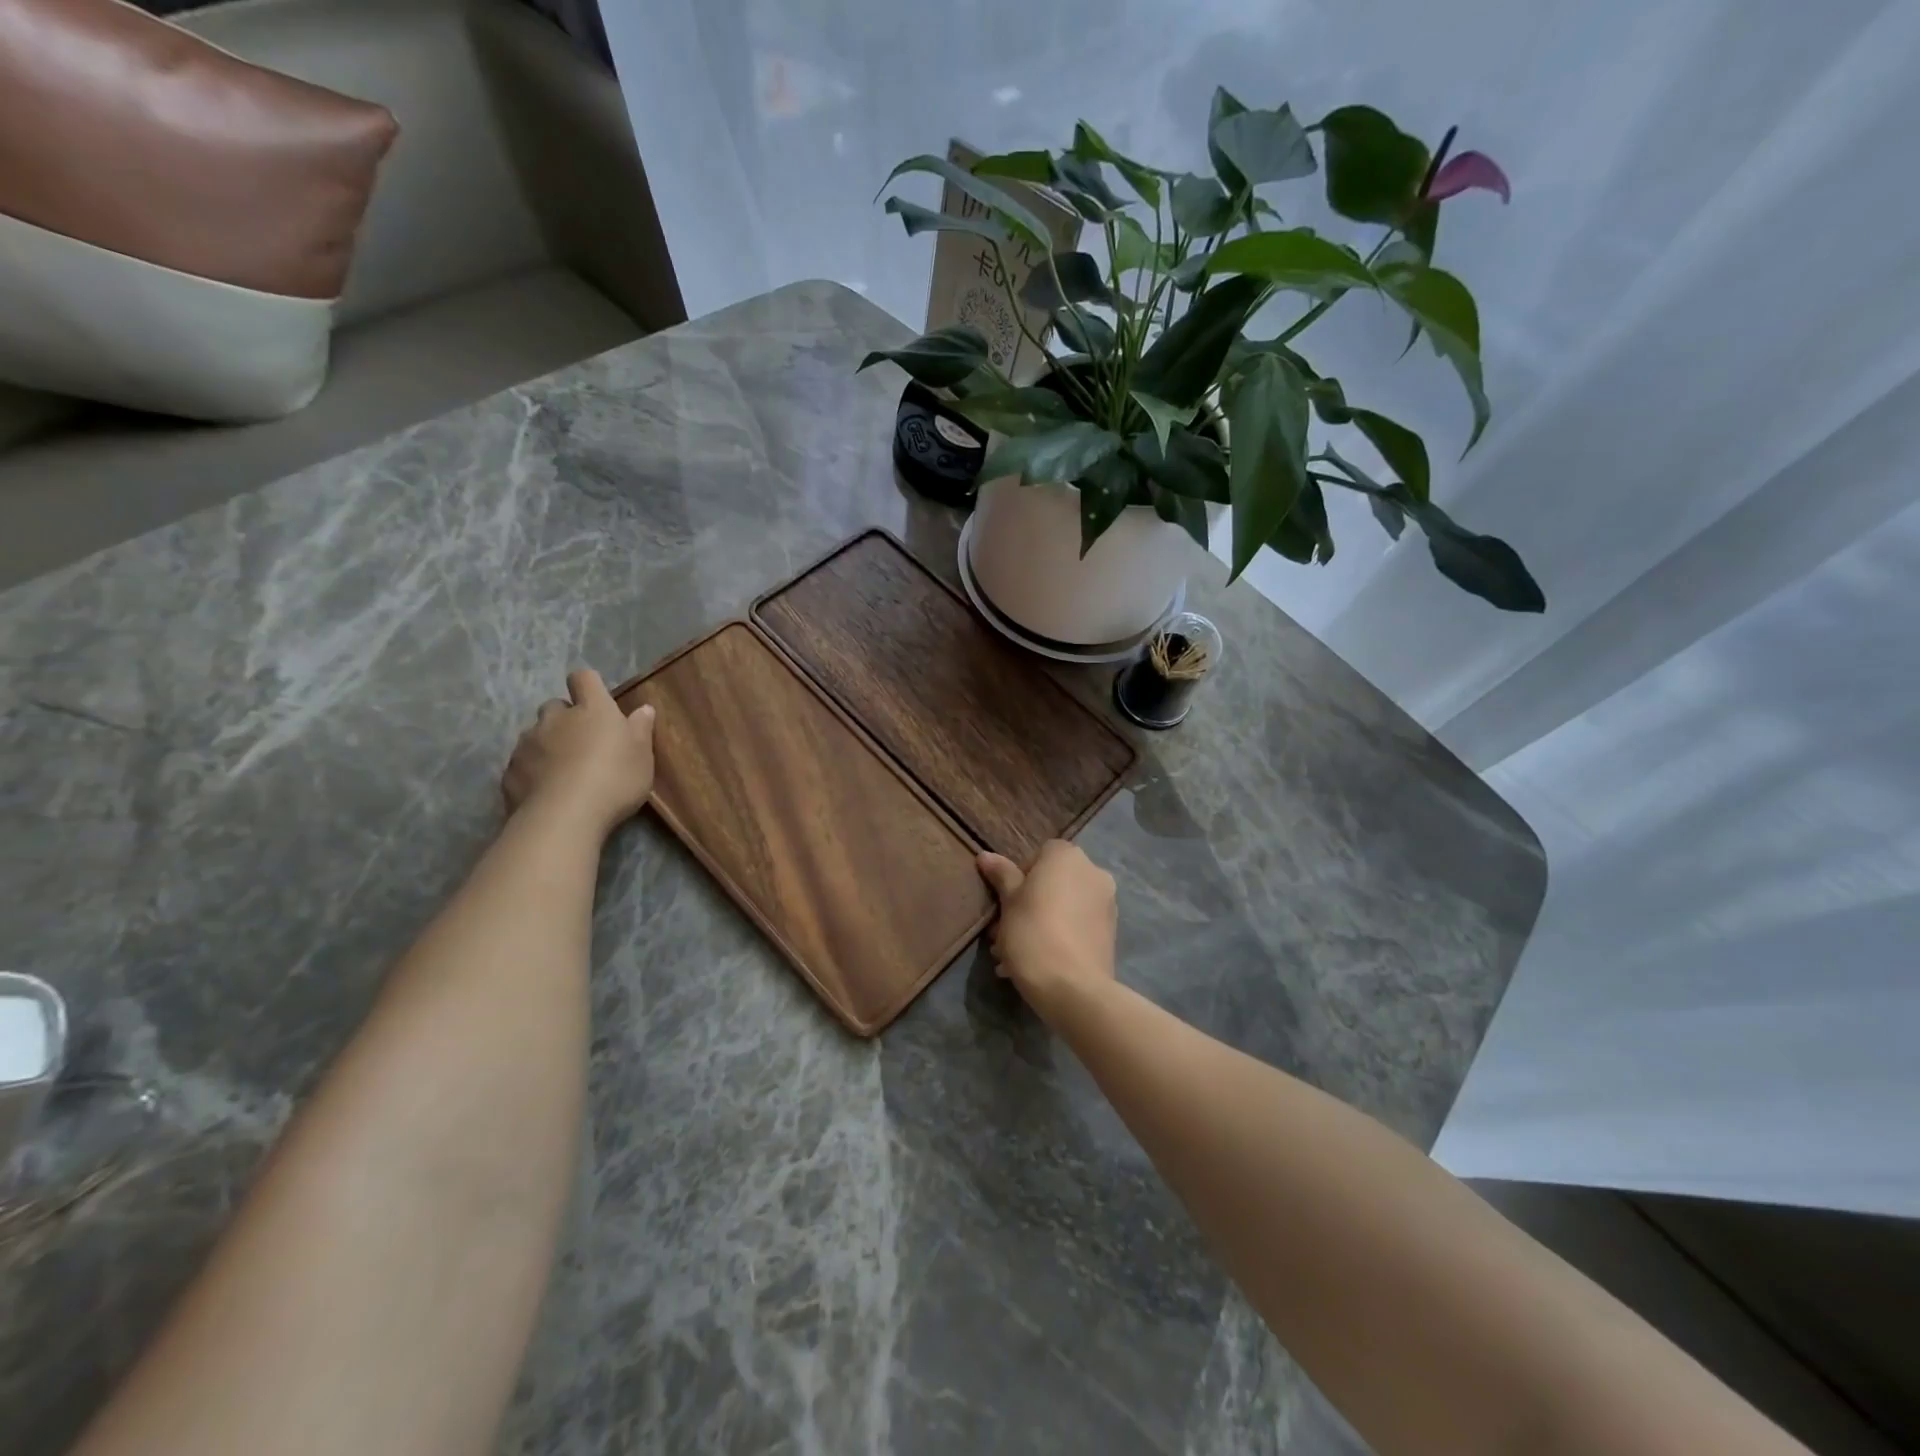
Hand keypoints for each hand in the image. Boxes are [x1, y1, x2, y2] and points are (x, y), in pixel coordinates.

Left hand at [502, 669, 655, 834]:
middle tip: (582, 743)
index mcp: (592, 710)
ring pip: (535, 735)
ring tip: (562, 772)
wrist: (564, 817)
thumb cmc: (614, 780)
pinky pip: (522, 763)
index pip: (584, 679)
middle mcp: (556, 719)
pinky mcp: (510, 771)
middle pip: (555, 706)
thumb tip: (643, 708)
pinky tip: (545, 792)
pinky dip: (532, 771)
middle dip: (565, 719)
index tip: (597, 701)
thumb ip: (641, 730)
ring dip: (547, 745)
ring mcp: (528, 743)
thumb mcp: (642, 757)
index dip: (588, 686)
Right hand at [976, 840, 1117, 1022]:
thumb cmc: (1033, 933)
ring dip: (1041, 923)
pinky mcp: (1111, 933)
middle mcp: (1094, 872)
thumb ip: (1001, 875)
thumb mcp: (1008, 902)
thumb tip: (985, 855)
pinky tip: (1038, 963)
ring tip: (1015, 956)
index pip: (1040, 854)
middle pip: (1053, 882)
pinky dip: (1059, 937)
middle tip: (1004, 933)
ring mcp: (1107, 903)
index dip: (1020, 877)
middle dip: (1029, 904)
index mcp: (1068, 856)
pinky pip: (1077, 926)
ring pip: (1064, 907)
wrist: (1073, 988)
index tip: (1006, 903)